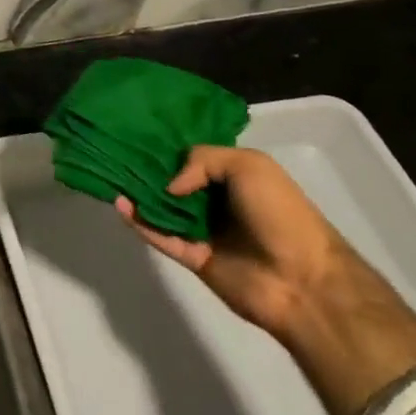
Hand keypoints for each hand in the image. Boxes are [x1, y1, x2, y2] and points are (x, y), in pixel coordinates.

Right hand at [116, 144, 352, 340]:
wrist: (303, 279)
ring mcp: (203, 231)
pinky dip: (139, 222)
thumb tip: (169, 185)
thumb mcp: (249, 166)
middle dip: (148, 170)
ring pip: (162, 209)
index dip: (169, 148)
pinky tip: (120, 205)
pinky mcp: (192, 257)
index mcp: (233, 177)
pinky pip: (160, 236)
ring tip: (112, 177)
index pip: (193, 158)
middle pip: (173, 182)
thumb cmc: (281, 214)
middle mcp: (215, 201)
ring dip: (138, 195)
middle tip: (115, 153)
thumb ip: (202, 160)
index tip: (138, 135)